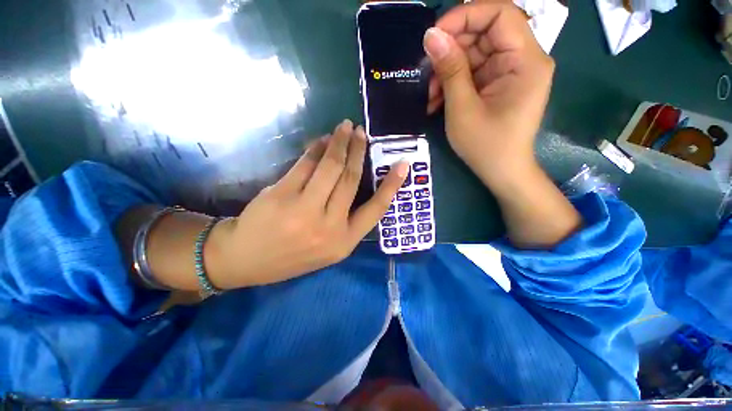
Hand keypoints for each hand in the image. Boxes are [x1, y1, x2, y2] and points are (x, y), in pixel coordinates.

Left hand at [208, 120, 407, 288]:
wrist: (246, 261)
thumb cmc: (291, 255)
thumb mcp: (327, 246)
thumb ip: (344, 219)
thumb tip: (353, 180)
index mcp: (344, 242)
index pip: (376, 210)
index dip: (392, 186)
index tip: (403, 165)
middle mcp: (329, 226)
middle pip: (351, 180)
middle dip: (358, 151)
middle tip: (361, 132)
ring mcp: (305, 210)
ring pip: (330, 167)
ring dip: (339, 143)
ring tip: (344, 128)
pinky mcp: (282, 195)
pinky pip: (305, 165)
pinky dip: (315, 149)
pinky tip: (321, 140)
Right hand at [423, 0, 553, 192]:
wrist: (501, 172)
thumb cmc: (485, 145)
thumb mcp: (462, 109)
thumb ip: (450, 70)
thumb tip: (431, 36)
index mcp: (526, 61)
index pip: (500, 14)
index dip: (466, 16)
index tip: (434, 34)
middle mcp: (522, 60)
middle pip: (484, 34)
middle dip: (451, 51)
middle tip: (426, 71)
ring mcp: (510, 73)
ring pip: (474, 55)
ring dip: (447, 71)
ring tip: (429, 95)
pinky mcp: (498, 85)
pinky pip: (473, 73)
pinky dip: (453, 83)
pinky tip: (436, 100)